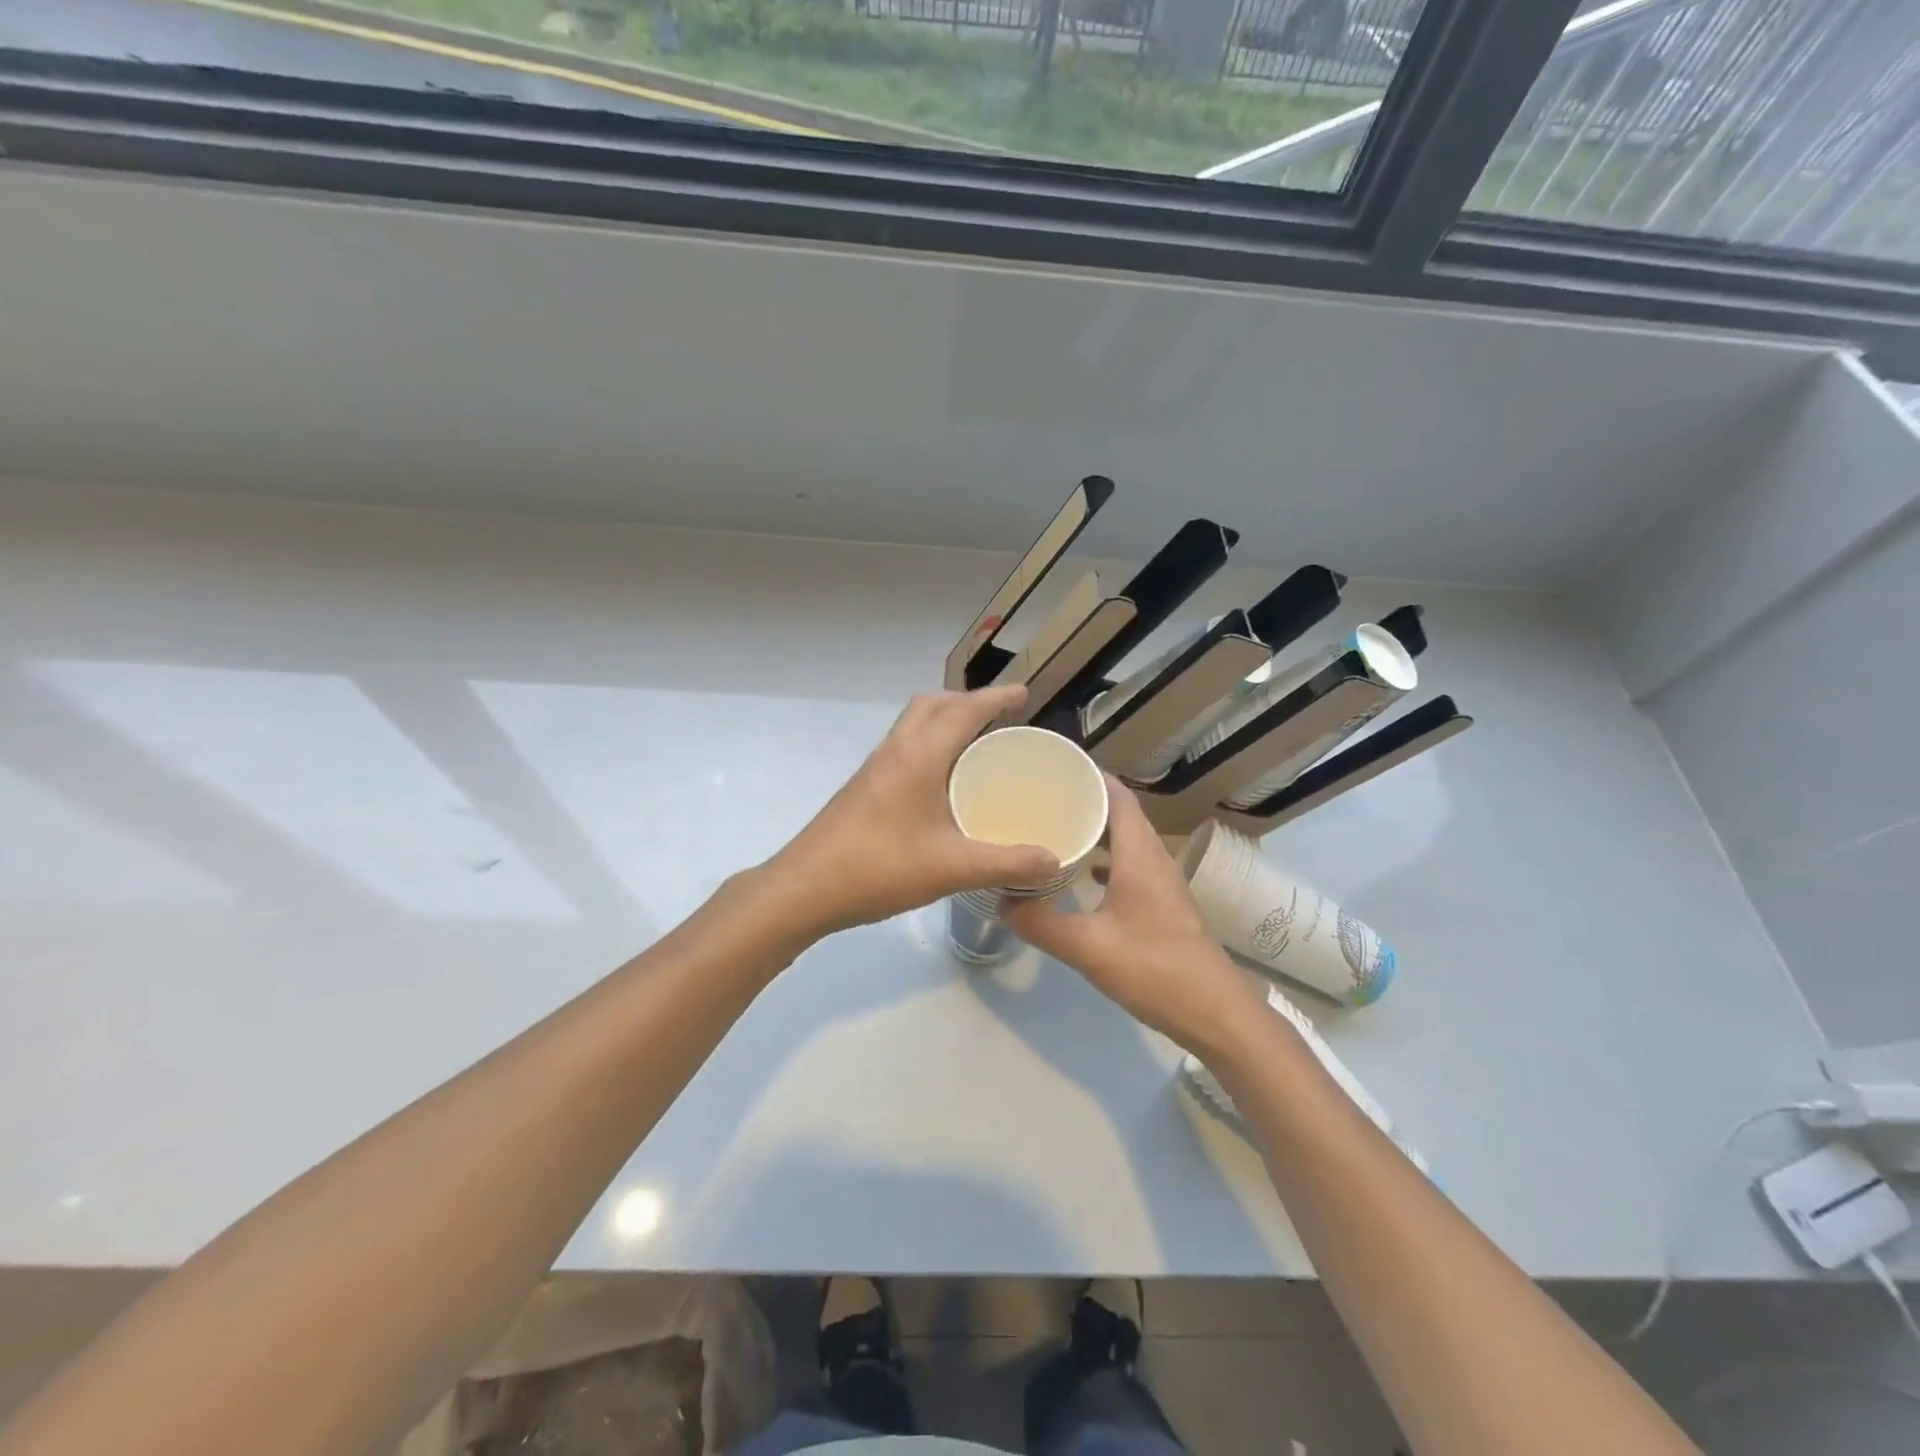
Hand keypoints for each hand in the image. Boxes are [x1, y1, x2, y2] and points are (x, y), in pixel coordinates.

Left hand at [766, 685, 1060, 937]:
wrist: (804, 889)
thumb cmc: (880, 868)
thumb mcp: (953, 868)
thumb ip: (1008, 864)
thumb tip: (1055, 861)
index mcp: (919, 755)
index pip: (964, 710)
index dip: (996, 698)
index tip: (1024, 694)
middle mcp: (895, 751)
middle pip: (931, 704)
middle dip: (966, 701)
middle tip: (998, 717)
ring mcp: (874, 769)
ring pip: (912, 725)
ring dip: (943, 721)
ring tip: (975, 745)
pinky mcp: (862, 788)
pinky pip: (902, 748)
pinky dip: (928, 746)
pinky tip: (941, 785)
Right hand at [1005, 780, 1263, 1053]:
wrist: (1215, 1013)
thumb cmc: (1155, 970)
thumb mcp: (1089, 948)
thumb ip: (1042, 924)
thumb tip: (1001, 902)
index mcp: (1139, 855)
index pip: (1118, 796)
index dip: (1090, 775)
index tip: (1053, 768)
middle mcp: (1153, 859)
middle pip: (1120, 814)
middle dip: (1085, 800)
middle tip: (1041, 798)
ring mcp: (1161, 882)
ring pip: (1126, 840)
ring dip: (1095, 830)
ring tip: (1054, 829)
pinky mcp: (1162, 904)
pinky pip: (1129, 865)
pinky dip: (1104, 859)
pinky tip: (1079, 876)